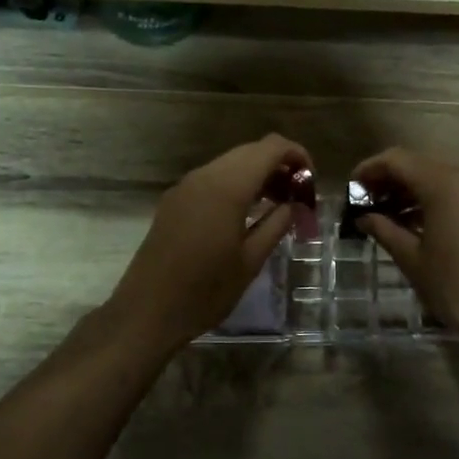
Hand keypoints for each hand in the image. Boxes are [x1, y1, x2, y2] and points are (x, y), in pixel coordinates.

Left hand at [101, 134, 311, 355]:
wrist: (147, 311)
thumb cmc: (205, 290)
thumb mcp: (250, 260)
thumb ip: (277, 224)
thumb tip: (294, 204)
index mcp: (227, 187)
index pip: (270, 148)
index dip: (296, 155)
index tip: (311, 181)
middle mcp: (205, 175)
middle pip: (250, 151)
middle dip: (278, 165)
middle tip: (297, 196)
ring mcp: (186, 186)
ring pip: (230, 163)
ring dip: (256, 175)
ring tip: (276, 205)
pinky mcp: (174, 200)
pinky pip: (212, 178)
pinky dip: (235, 184)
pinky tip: (245, 213)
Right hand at [350, 147, 458, 353]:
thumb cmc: (456, 287)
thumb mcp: (412, 259)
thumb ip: (384, 230)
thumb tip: (362, 217)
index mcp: (444, 184)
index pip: (397, 160)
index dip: (370, 170)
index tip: (351, 188)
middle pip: (419, 165)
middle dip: (390, 180)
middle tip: (366, 202)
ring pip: (440, 177)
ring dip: (412, 190)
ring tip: (388, 215)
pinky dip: (435, 199)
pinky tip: (419, 224)